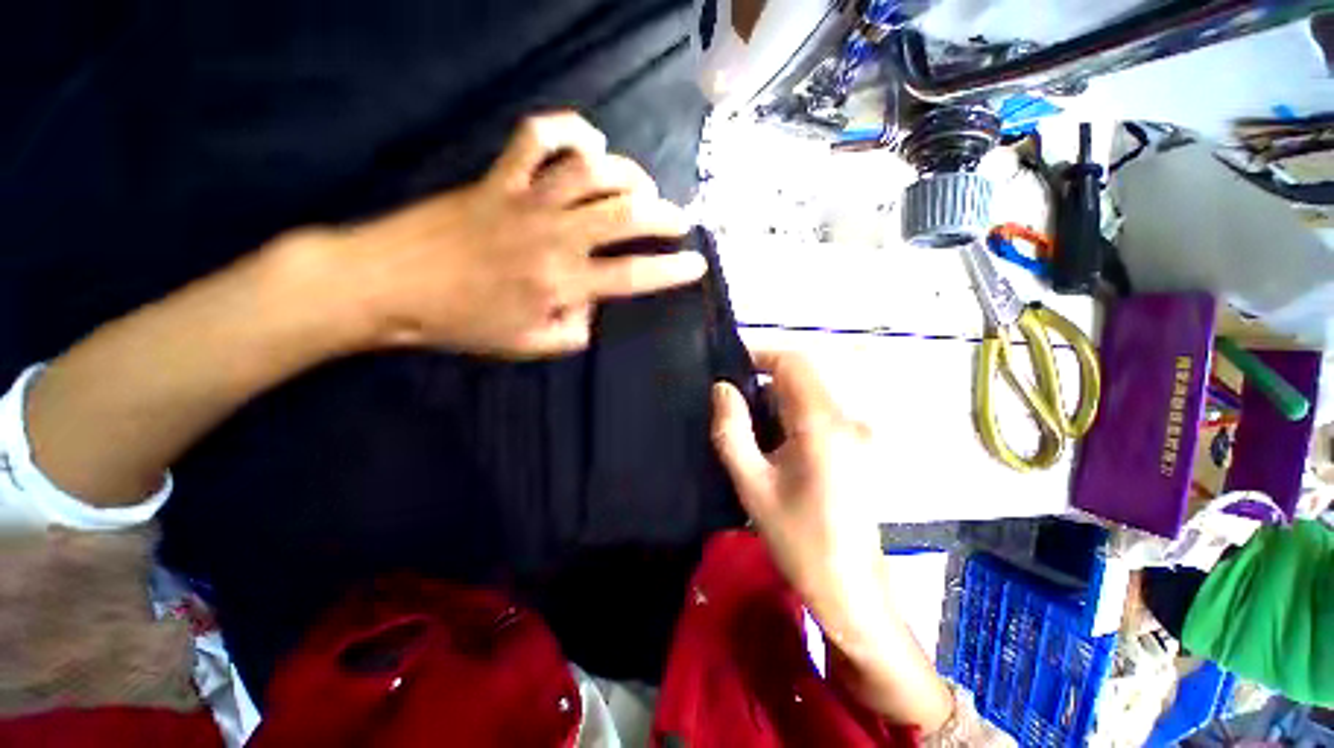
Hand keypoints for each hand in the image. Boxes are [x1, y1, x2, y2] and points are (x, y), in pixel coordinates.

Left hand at [332, 111, 704, 357]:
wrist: (389, 285)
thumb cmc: (461, 323)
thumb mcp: (528, 347)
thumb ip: (573, 333)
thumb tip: (593, 310)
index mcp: (563, 282)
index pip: (635, 275)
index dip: (672, 271)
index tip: (697, 265)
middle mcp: (555, 235)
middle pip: (625, 213)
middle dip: (664, 215)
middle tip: (680, 220)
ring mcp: (526, 199)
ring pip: (593, 171)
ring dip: (628, 174)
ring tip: (643, 186)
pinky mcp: (498, 176)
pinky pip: (538, 137)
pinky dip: (569, 129)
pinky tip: (590, 141)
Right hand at [710, 351, 889, 643]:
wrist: (851, 589)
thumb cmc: (798, 539)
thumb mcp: (752, 485)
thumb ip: (732, 431)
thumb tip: (721, 389)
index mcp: (823, 425)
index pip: (794, 363)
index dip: (760, 355)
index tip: (729, 365)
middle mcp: (846, 420)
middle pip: (801, 378)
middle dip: (762, 382)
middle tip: (729, 404)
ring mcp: (856, 434)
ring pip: (807, 396)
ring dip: (774, 402)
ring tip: (746, 430)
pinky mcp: (855, 448)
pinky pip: (817, 415)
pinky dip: (789, 417)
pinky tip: (772, 447)